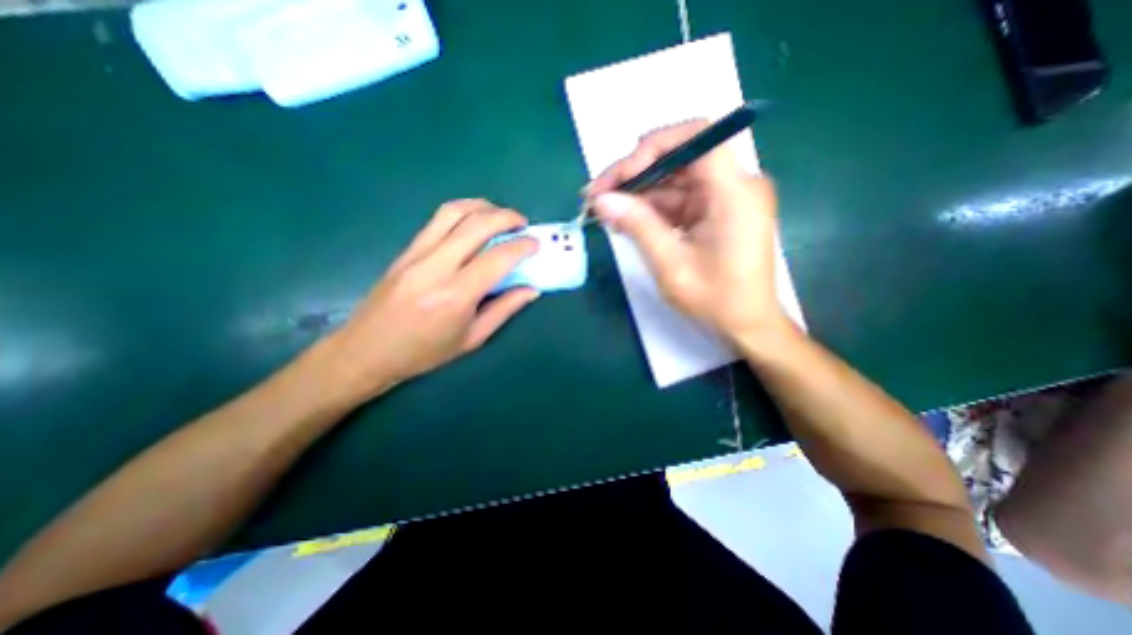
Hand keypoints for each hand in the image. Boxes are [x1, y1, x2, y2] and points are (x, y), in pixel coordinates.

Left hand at [325, 199, 539, 401]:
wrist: (367, 350)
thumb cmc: (425, 352)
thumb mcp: (472, 338)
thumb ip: (505, 309)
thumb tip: (532, 289)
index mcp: (456, 296)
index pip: (497, 258)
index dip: (522, 246)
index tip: (535, 243)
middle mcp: (436, 267)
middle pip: (476, 225)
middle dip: (506, 217)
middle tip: (523, 224)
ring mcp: (417, 254)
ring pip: (454, 212)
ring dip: (483, 207)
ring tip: (500, 216)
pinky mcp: (406, 250)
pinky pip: (438, 220)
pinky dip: (462, 212)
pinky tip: (474, 221)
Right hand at [588, 121, 790, 343]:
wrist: (746, 324)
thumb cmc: (716, 300)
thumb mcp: (672, 265)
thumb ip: (638, 226)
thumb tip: (602, 200)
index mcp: (735, 193)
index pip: (698, 137)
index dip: (654, 147)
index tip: (621, 176)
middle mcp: (734, 185)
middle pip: (679, 158)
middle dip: (634, 173)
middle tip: (597, 194)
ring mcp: (724, 198)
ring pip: (673, 180)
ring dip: (637, 194)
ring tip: (604, 211)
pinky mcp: (714, 211)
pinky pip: (678, 199)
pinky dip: (650, 209)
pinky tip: (625, 220)